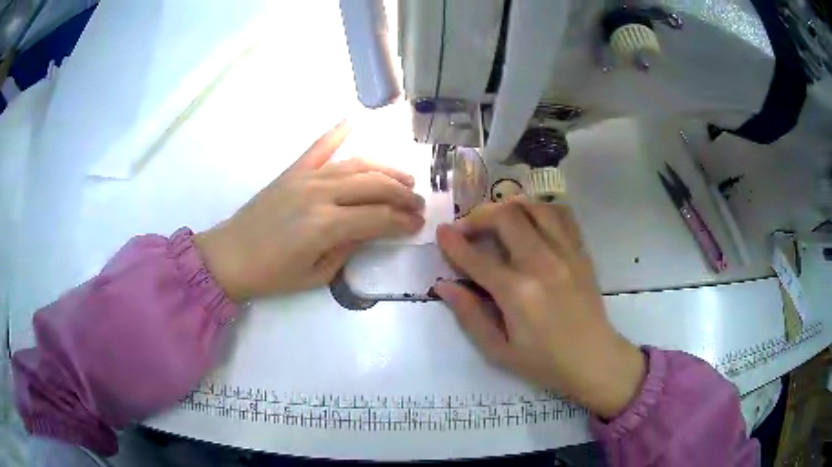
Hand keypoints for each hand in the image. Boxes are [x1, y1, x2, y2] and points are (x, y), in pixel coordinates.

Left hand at [195, 122, 424, 300]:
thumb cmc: (272, 274)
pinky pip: (319, 147)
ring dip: (385, 169)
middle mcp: (320, 194)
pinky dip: (336, 132)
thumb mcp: (316, 275)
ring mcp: (306, 177)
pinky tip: (353, 120)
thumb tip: (371, 230)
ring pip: (356, 164)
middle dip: (402, 193)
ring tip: (404, 178)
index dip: (403, 221)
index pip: (378, 217)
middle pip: (374, 185)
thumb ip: (348, 249)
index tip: (418, 225)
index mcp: (327, 225)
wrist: (229, 256)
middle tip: (418, 203)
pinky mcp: (292, 172)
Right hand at [434, 198, 645, 418]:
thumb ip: (469, 315)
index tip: (440, 232)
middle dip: (479, 216)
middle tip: (468, 229)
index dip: (453, 242)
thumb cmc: (544, 361)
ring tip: (498, 220)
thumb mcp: (498, 351)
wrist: (593, 359)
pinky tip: (532, 221)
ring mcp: (566, 253)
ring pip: (534, 207)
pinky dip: (541, 209)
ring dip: (510, 207)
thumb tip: (443, 285)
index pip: (476, 257)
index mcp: (517, 293)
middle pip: (505, 217)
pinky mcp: (581, 252)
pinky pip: (562, 215)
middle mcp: (542, 264)